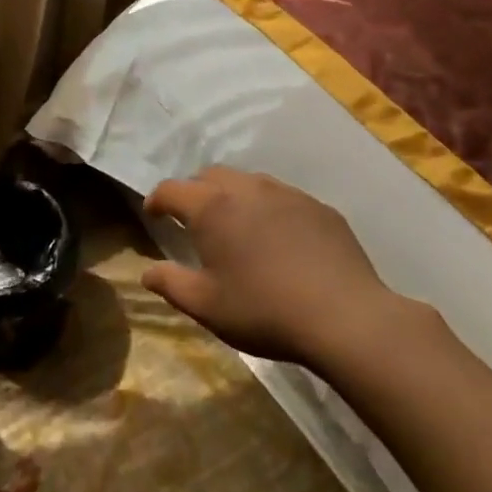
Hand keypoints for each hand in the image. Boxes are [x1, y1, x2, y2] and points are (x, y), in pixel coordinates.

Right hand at [141, 166, 409, 368]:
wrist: (344, 316)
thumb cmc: (264, 310)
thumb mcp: (207, 306)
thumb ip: (170, 284)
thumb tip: (146, 272)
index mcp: (211, 208)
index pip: (171, 189)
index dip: (156, 200)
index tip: (153, 215)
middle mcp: (246, 188)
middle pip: (210, 176)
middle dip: (194, 192)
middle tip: (193, 220)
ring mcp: (286, 193)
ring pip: (248, 181)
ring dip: (232, 196)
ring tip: (236, 226)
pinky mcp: (318, 206)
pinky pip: (282, 197)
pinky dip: (268, 209)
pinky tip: (278, 239)